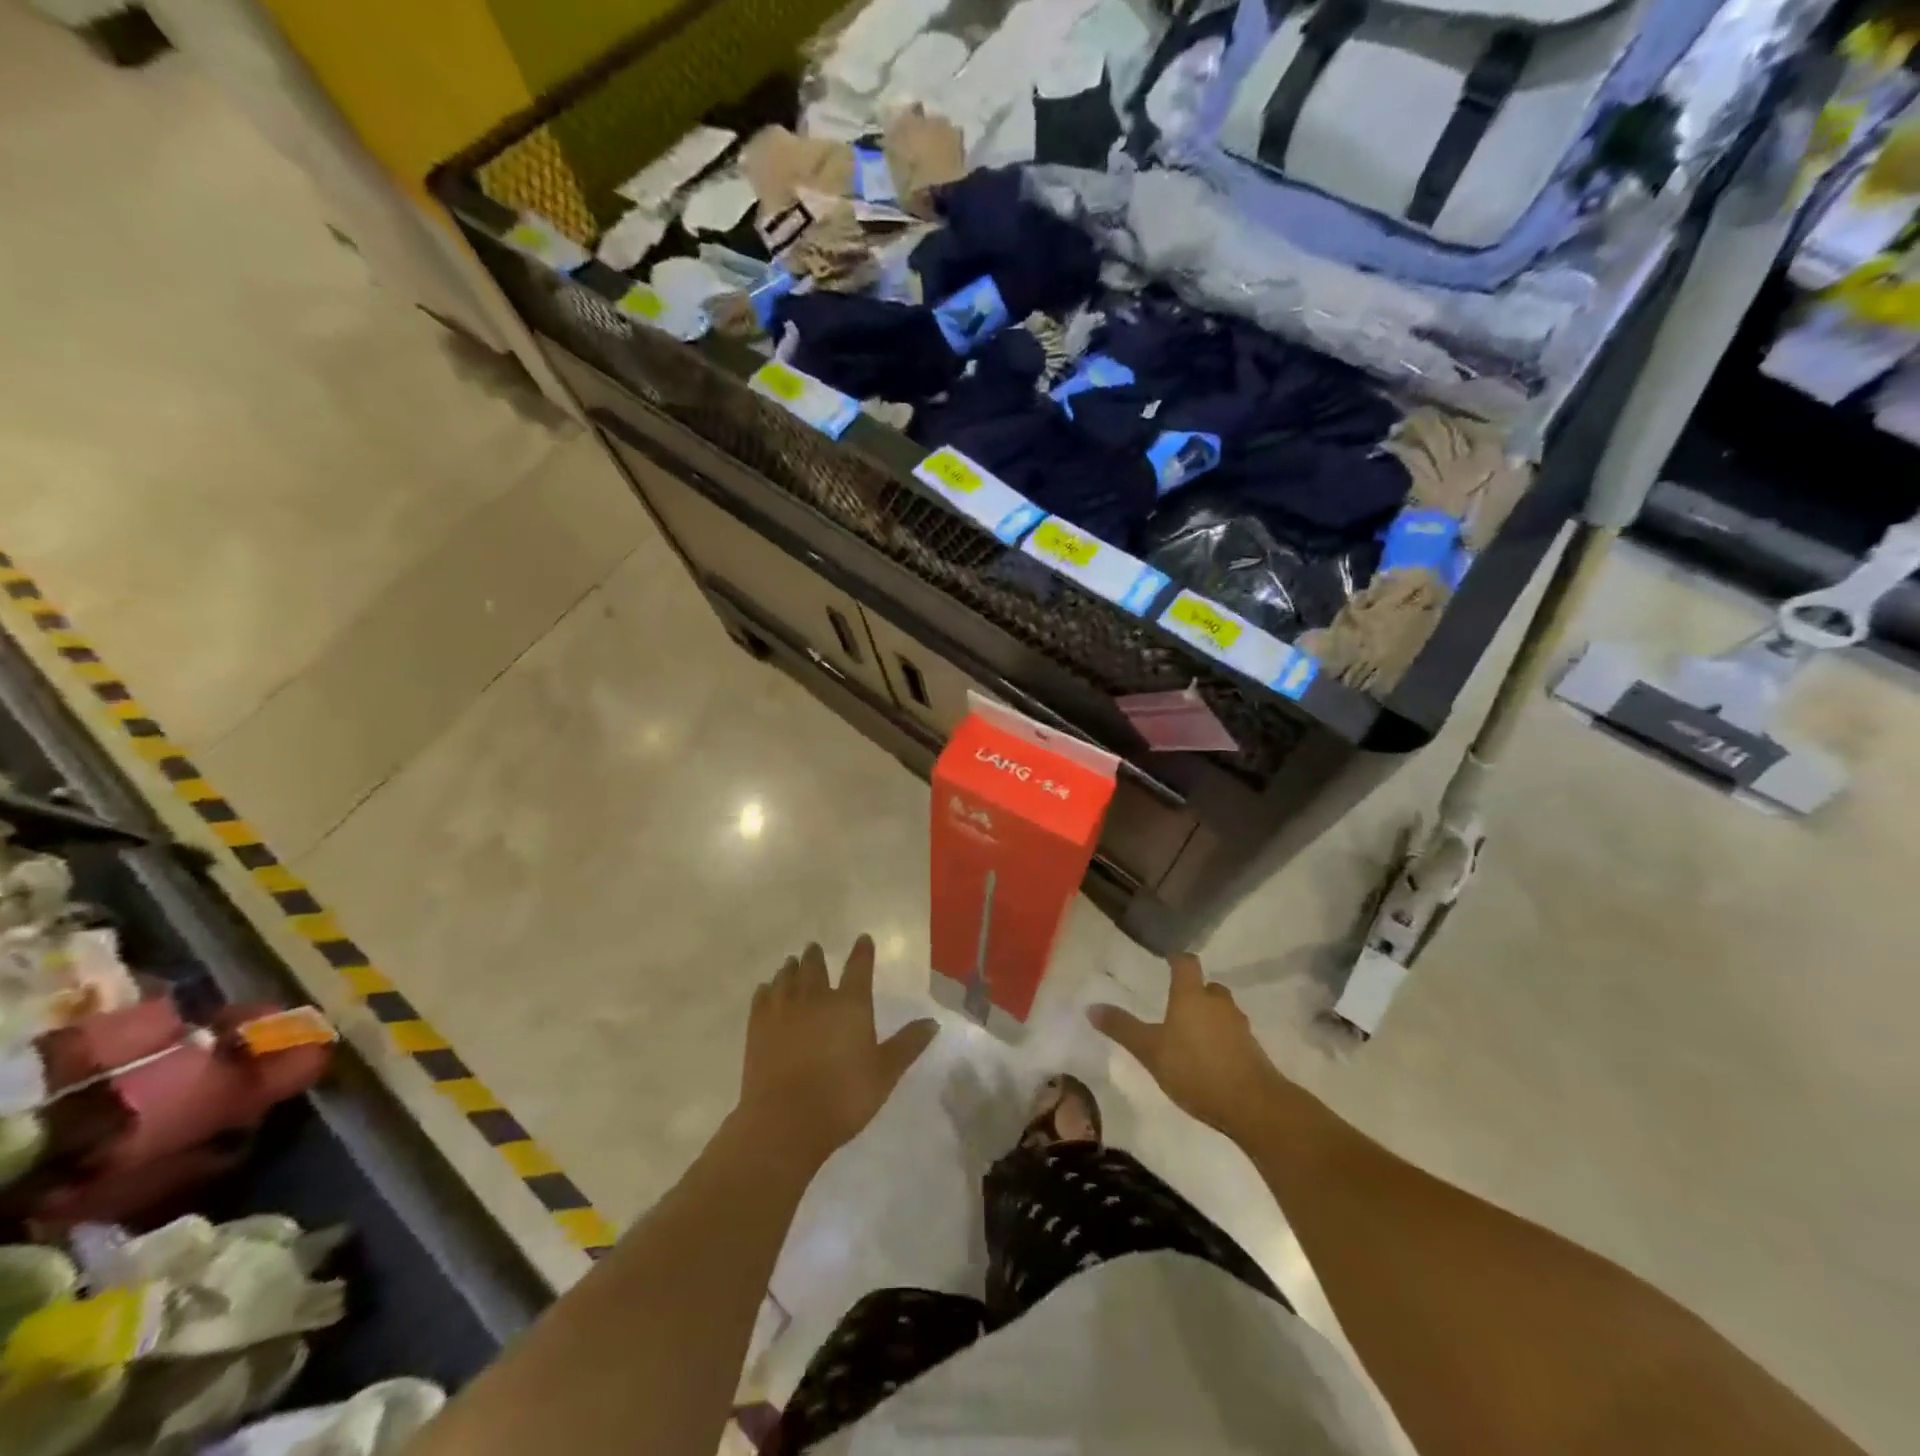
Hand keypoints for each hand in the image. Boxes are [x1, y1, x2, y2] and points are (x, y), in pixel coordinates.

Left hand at [737, 936, 938, 1166]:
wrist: (785, 1121)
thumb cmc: (843, 1097)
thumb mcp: (885, 1073)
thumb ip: (908, 1045)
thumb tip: (933, 1021)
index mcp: (850, 1004)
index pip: (859, 967)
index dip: (862, 952)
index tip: (863, 939)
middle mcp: (816, 998)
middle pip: (815, 967)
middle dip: (816, 956)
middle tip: (815, 948)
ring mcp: (783, 1010)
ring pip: (786, 977)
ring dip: (791, 967)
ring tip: (792, 962)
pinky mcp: (758, 1027)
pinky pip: (762, 997)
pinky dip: (767, 989)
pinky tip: (767, 989)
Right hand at [1088, 954, 1282, 1141]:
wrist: (1253, 1104)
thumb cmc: (1195, 1069)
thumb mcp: (1150, 1051)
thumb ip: (1122, 1028)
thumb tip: (1091, 1007)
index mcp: (1191, 995)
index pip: (1186, 963)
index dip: (1177, 960)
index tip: (1168, 961)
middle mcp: (1218, 1003)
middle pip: (1207, 987)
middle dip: (1194, 993)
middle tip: (1177, 1006)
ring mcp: (1239, 1026)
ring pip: (1222, 1011)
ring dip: (1209, 1017)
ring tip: (1192, 1035)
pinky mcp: (1253, 1049)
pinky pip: (1233, 1035)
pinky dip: (1222, 1039)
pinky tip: (1210, 1059)